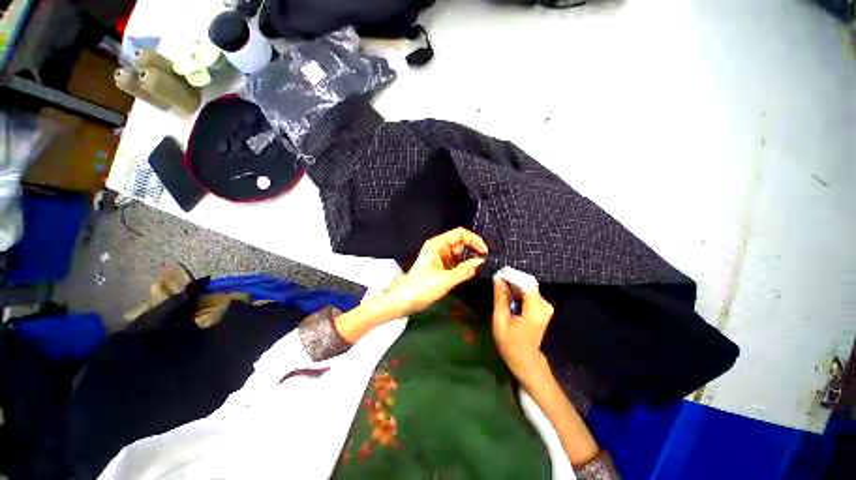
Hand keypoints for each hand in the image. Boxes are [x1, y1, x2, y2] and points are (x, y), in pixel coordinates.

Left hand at [386, 228, 487, 316]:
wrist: (404, 301)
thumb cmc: (422, 288)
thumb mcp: (445, 280)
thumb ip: (464, 270)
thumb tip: (480, 262)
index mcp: (437, 244)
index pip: (460, 234)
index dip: (474, 239)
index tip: (485, 251)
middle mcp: (438, 248)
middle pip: (460, 243)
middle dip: (471, 250)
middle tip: (483, 263)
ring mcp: (439, 257)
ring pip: (458, 254)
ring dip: (467, 260)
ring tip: (477, 269)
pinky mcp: (439, 267)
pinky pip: (454, 263)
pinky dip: (462, 266)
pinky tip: (468, 273)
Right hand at [492, 277, 554, 385]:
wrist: (525, 359)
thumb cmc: (510, 343)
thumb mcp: (500, 321)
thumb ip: (500, 298)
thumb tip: (497, 278)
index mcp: (535, 312)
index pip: (527, 284)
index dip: (513, 276)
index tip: (498, 274)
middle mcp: (544, 306)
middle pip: (528, 283)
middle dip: (512, 279)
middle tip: (496, 280)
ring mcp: (545, 306)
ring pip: (528, 286)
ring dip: (514, 285)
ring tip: (500, 289)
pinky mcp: (543, 306)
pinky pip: (529, 292)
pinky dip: (518, 290)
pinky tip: (508, 296)